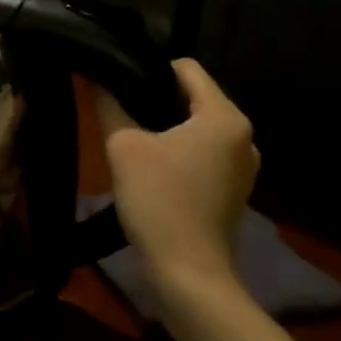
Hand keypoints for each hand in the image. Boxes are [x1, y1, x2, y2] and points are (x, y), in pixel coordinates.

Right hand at [95, 59, 257, 301]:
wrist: (188, 273)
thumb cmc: (159, 200)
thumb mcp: (123, 145)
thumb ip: (110, 104)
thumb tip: (97, 76)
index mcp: (225, 117)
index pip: (187, 68)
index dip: (149, 67)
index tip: (119, 79)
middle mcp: (244, 135)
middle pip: (193, 96)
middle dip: (156, 97)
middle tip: (119, 105)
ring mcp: (243, 165)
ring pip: (197, 126)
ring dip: (166, 126)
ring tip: (131, 135)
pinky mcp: (234, 189)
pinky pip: (204, 151)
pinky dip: (179, 150)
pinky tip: (151, 165)